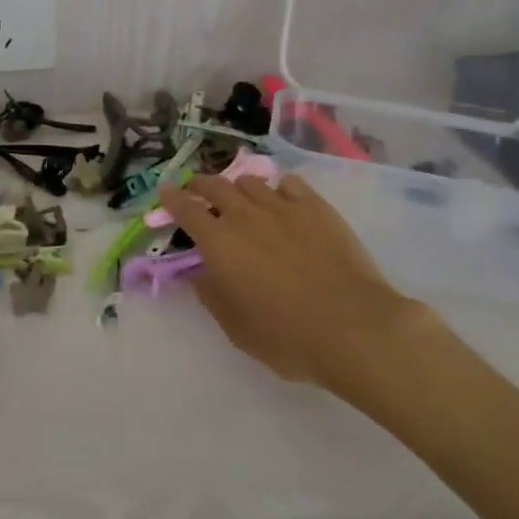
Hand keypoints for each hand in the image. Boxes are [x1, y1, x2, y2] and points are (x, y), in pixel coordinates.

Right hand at [155, 172, 439, 393]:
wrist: (354, 327)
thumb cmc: (288, 337)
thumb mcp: (237, 328)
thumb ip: (212, 295)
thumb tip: (199, 272)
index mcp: (219, 243)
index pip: (185, 209)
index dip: (172, 199)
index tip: (165, 191)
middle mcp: (244, 215)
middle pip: (214, 185)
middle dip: (200, 185)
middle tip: (198, 192)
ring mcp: (282, 206)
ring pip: (250, 181)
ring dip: (238, 188)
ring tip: (241, 198)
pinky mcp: (315, 206)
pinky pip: (289, 184)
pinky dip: (278, 189)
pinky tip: (282, 200)